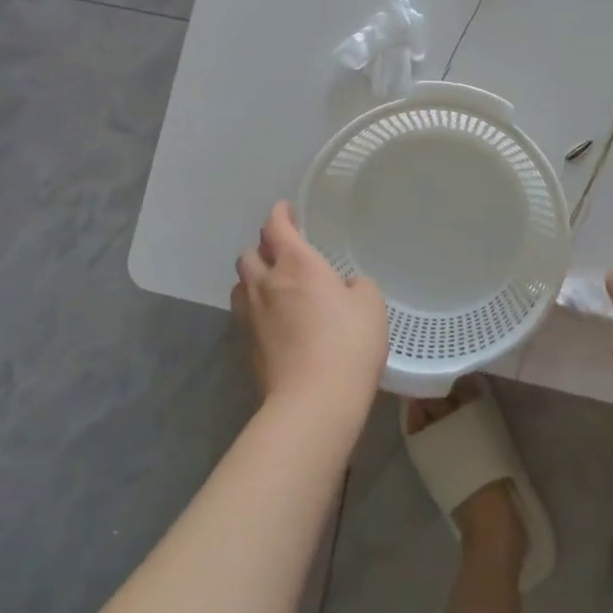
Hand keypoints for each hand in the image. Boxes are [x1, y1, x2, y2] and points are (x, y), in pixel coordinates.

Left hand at [232, 202, 387, 421]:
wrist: (312, 402)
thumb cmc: (347, 344)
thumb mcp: (371, 306)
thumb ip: (358, 286)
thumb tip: (346, 287)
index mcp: (297, 264)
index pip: (276, 227)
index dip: (280, 214)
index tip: (286, 210)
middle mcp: (267, 283)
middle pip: (249, 254)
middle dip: (263, 247)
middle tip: (282, 251)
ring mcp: (251, 317)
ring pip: (241, 284)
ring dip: (253, 277)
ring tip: (272, 283)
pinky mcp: (246, 347)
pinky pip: (244, 314)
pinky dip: (255, 308)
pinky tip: (273, 319)